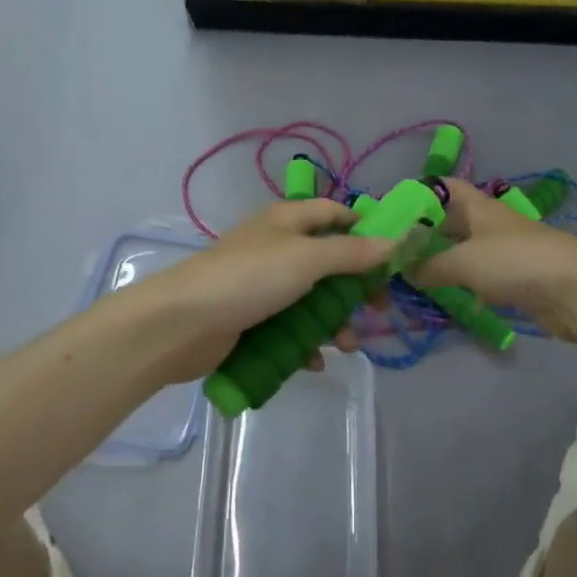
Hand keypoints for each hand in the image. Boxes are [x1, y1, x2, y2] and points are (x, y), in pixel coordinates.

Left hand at [127, 200, 394, 384]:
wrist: (181, 323)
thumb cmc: (249, 279)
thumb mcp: (307, 259)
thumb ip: (351, 253)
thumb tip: (395, 241)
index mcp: (288, 221)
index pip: (334, 213)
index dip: (364, 228)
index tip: (393, 255)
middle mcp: (277, 248)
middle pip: (329, 262)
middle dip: (354, 289)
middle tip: (377, 312)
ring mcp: (262, 286)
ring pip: (312, 300)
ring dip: (334, 323)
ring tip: (346, 347)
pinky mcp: (251, 319)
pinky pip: (289, 328)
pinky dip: (305, 344)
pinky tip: (313, 362)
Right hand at [410, 178, 576, 341]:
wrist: (576, 290)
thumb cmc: (515, 262)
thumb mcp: (464, 261)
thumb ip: (430, 265)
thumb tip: (405, 268)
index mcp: (478, 206)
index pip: (444, 187)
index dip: (418, 194)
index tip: (391, 213)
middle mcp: (490, 223)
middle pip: (452, 221)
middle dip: (425, 233)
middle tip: (394, 252)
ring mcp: (505, 251)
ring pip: (466, 250)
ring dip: (443, 261)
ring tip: (412, 277)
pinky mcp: (517, 279)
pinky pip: (481, 276)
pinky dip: (463, 283)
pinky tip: (446, 297)